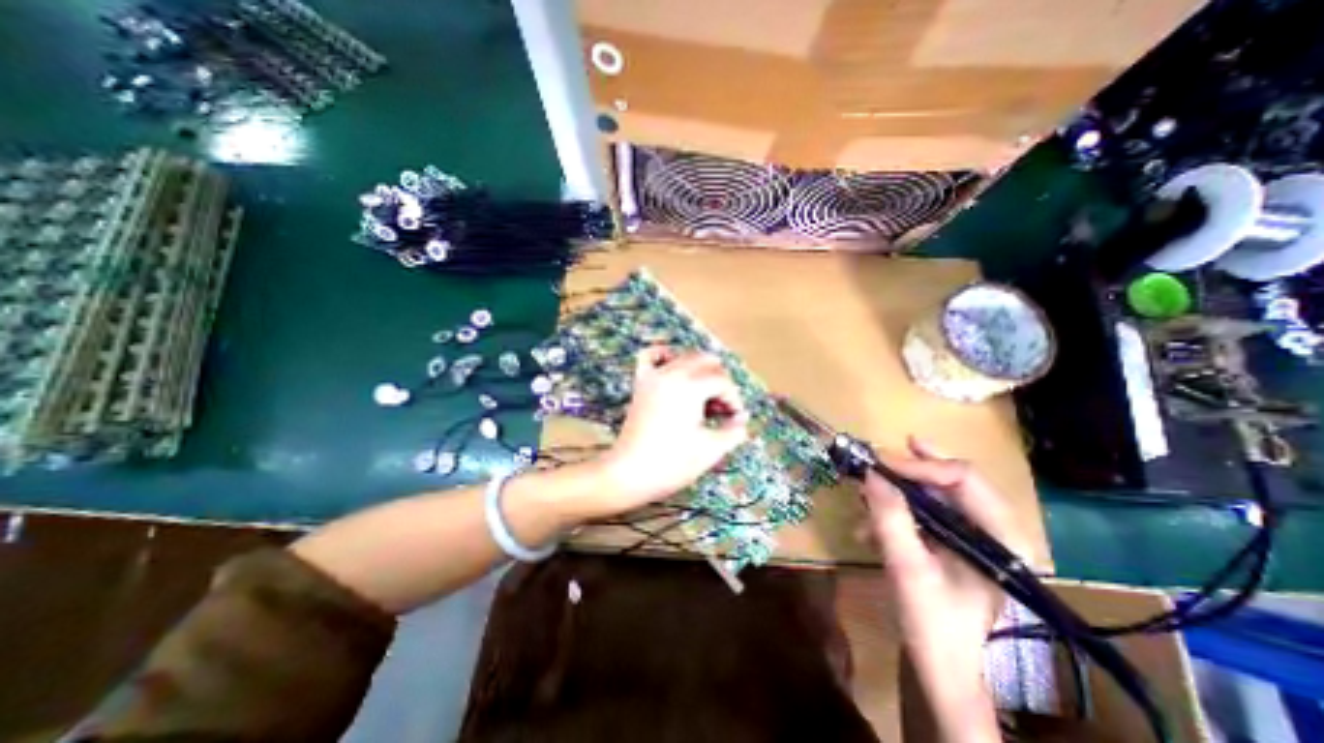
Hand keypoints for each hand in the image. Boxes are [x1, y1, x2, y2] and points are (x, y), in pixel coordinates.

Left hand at [595, 347, 747, 509]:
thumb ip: (734, 430)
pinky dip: (665, 355)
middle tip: (721, 409)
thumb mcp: (711, 449)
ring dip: (700, 371)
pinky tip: (674, 368)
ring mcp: (654, 376)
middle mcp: (672, 373)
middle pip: (707, 362)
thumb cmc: (673, 463)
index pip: (722, 382)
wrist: (630, 473)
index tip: (735, 420)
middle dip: (720, 382)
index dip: (734, 400)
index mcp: (691, 386)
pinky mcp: (640, 383)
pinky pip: (651, 355)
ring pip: (685, 356)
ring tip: (703, 396)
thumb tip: (741, 419)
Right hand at [860, 438, 1021, 742]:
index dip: (919, 466)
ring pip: (936, 495)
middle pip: (951, 480)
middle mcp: (995, 531)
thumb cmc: (935, 626)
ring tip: (864, 496)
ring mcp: (975, 539)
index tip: (878, 464)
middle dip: (908, 469)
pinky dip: (896, 512)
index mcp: (1001, 537)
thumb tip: (870, 473)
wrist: (947, 674)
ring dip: (897, 492)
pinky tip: (869, 526)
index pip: (963, 478)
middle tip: (875, 459)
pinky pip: (927, 514)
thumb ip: (890, 517)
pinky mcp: (956, 546)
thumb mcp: (908, 568)